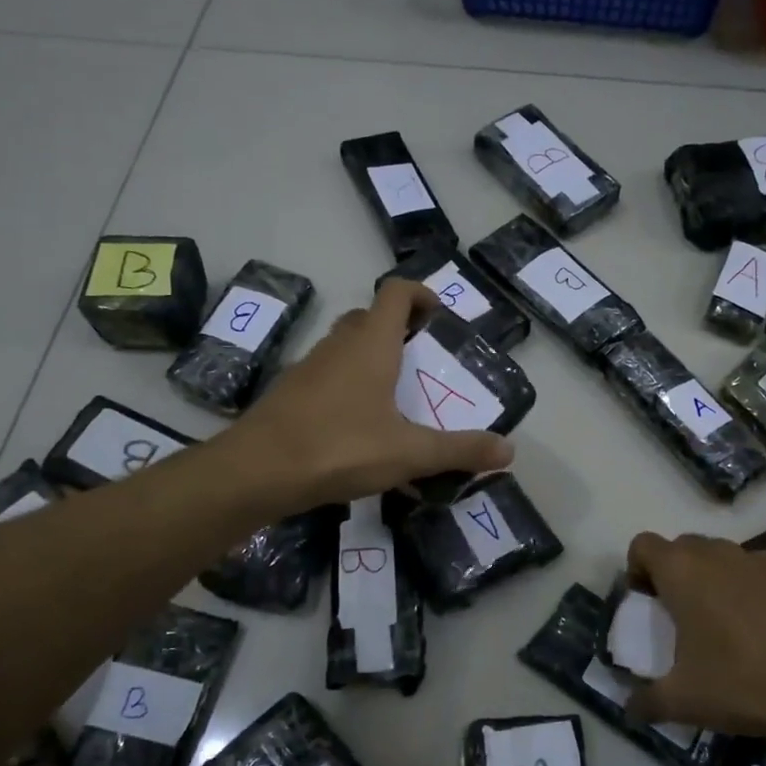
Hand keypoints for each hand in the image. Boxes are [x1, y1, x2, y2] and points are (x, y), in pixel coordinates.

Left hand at [224, 279, 513, 506]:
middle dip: (397, 328)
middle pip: (369, 317)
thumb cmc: (338, 448)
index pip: (396, 292)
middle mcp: (338, 346)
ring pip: (344, 346)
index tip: (438, 316)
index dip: (420, 294)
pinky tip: (356, 425)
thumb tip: (509, 451)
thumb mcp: (409, 453)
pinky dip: (346, 384)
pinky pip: (326, 375)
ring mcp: (308, 367)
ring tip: (393, 395)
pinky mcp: (289, 393)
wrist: (256, 472)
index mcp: (371, 345)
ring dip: (369, 356)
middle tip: (420, 359)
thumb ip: (459, 450)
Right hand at [623, 531, 765, 742]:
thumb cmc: (744, 679)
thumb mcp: (685, 701)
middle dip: (674, 574)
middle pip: (681, 548)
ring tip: (722, 624)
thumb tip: (629, 709)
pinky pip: (755, 571)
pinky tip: (762, 628)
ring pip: (720, 557)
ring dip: (712, 579)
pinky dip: (749, 588)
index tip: (647, 604)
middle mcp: (715, 552)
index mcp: (680, 569)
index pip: (642, 545)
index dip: (638, 570)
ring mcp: (756, 558)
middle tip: (679, 617)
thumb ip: (647, 701)